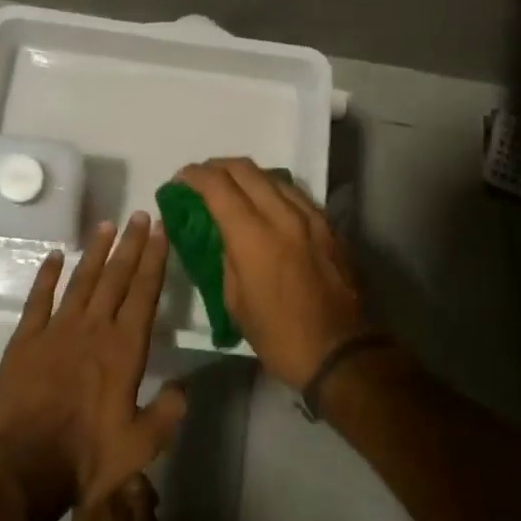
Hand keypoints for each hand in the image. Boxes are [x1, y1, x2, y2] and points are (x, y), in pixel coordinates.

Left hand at [0, 213, 187, 520]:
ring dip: (95, 251)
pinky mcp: (25, 340)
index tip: (161, 230)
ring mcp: (57, 330)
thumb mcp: (140, 446)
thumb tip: (184, 387)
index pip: (144, 292)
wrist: (22, 468)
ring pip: (82, 280)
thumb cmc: (86, 459)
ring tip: (107, 224)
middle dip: (131, 244)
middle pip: (116, 276)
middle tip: (140, 214)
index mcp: (124, 349)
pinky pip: (38, 299)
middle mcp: (94, 328)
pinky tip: (53, 256)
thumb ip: (167, 414)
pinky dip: (46, 275)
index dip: (154, 259)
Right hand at [176, 157, 372, 388]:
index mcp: (254, 236)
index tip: (180, 180)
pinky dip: (272, 190)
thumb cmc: (279, 335)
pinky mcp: (329, 225)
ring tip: (232, 188)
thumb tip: (220, 234)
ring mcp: (311, 216)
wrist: (340, 353)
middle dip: (217, 167)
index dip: (194, 176)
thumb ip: (225, 257)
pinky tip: (265, 205)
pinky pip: (295, 194)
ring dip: (246, 175)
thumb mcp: (235, 301)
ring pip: (273, 176)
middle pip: (245, 169)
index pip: (218, 186)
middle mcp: (283, 215)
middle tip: (201, 178)